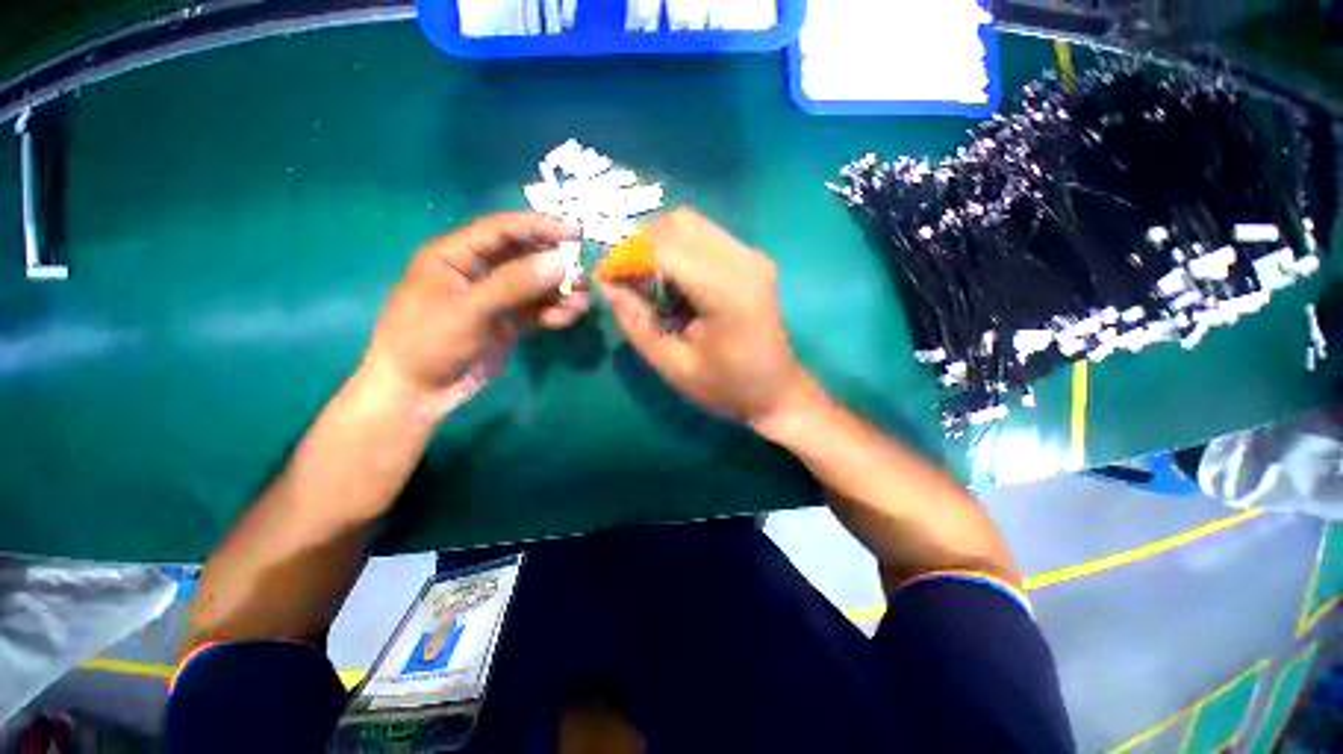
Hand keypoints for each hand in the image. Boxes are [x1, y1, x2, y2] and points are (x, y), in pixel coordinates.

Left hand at [363, 213, 586, 418]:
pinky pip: (538, 311)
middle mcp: (478, 272)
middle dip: (554, 264)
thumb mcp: (469, 310)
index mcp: (455, 256)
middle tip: (583, 273)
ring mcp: (496, 299)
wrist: (419, 393)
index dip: (537, 226)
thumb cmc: (428, 343)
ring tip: (582, 302)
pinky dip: (555, 312)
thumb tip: (561, 262)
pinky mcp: (509, 323)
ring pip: (536, 287)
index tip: (574, 232)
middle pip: (524, 257)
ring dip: (560, 292)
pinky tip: (570, 317)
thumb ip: (515, 284)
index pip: (501, 230)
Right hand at [601, 208, 816, 428]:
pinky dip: (679, 248)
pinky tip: (675, 281)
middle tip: (627, 280)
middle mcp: (743, 261)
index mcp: (726, 292)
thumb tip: (607, 285)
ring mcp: (752, 255)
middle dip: (642, 245)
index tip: (608, 279)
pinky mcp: (753, 259)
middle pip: (678, 223)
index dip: (628, 257)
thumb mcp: (673, 365)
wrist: (777, 391)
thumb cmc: (726, 386)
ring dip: (660, 244)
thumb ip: (637, 323)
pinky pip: (706, 235)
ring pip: (691, 223)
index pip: (665, 248)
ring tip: (649, 281)